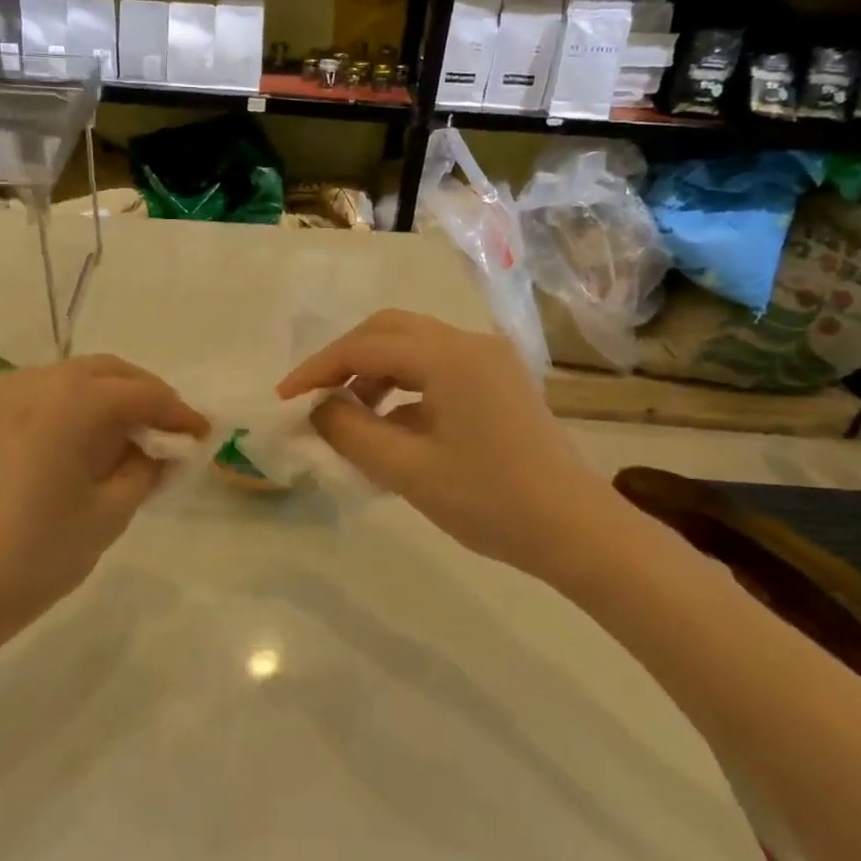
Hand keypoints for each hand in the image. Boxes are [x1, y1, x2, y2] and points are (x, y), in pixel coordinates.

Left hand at [0, 355, 206, 656]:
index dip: (178, 413)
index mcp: (71, 400)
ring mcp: (3, 395)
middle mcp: (36, 380)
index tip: (202, 435)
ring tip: (135, 440)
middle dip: (146, 397)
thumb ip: (145, 470)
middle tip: (172, 432)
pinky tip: (90, 444)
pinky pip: (46, 396)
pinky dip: (77, 409)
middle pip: (107, 373)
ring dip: (112, 400)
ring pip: (75, 380)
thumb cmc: (36, 555)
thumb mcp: (109, 514)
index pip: (141, 393)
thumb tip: (160, 450)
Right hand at [277, 310, 610, 579]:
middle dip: (344, 359)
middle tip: (314, 396)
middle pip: (388, 330)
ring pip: (413, 346)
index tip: (284, 399)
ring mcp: (490, 360)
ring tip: (349, 414)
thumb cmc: (490, 501)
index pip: (364, 347)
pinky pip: (437, 367)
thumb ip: (351, 432)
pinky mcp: (499, 381)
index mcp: (449, 357)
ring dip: (373, 371)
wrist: (576, 530)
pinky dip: (403, 385)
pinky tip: (391, 425)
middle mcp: (470, 343)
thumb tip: (317, 409)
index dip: (317, 370)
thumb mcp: (408, 471)